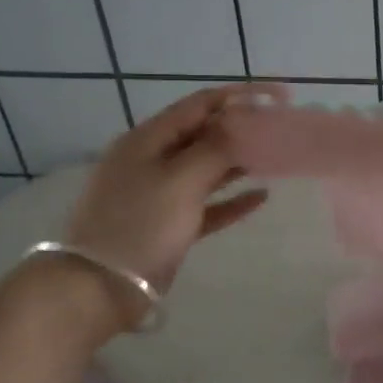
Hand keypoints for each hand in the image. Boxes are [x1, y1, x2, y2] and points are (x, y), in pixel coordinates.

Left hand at [62, 83, 284, 301]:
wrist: (100, 287)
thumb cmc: (140, 224)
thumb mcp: (181, 179)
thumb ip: (216, 147)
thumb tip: (243, 120)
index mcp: (149, 139)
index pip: (200, 104)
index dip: (241, 95)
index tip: (281, 96)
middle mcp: (153, 160)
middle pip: (204, 134)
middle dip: (242, 128)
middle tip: (281, 128)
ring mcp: (159, 193)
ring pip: (206, 168)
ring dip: (239, 161)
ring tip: (275, 156)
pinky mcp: (169, 225)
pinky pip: (207, 204)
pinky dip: (232, 199)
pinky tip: (261, 197)